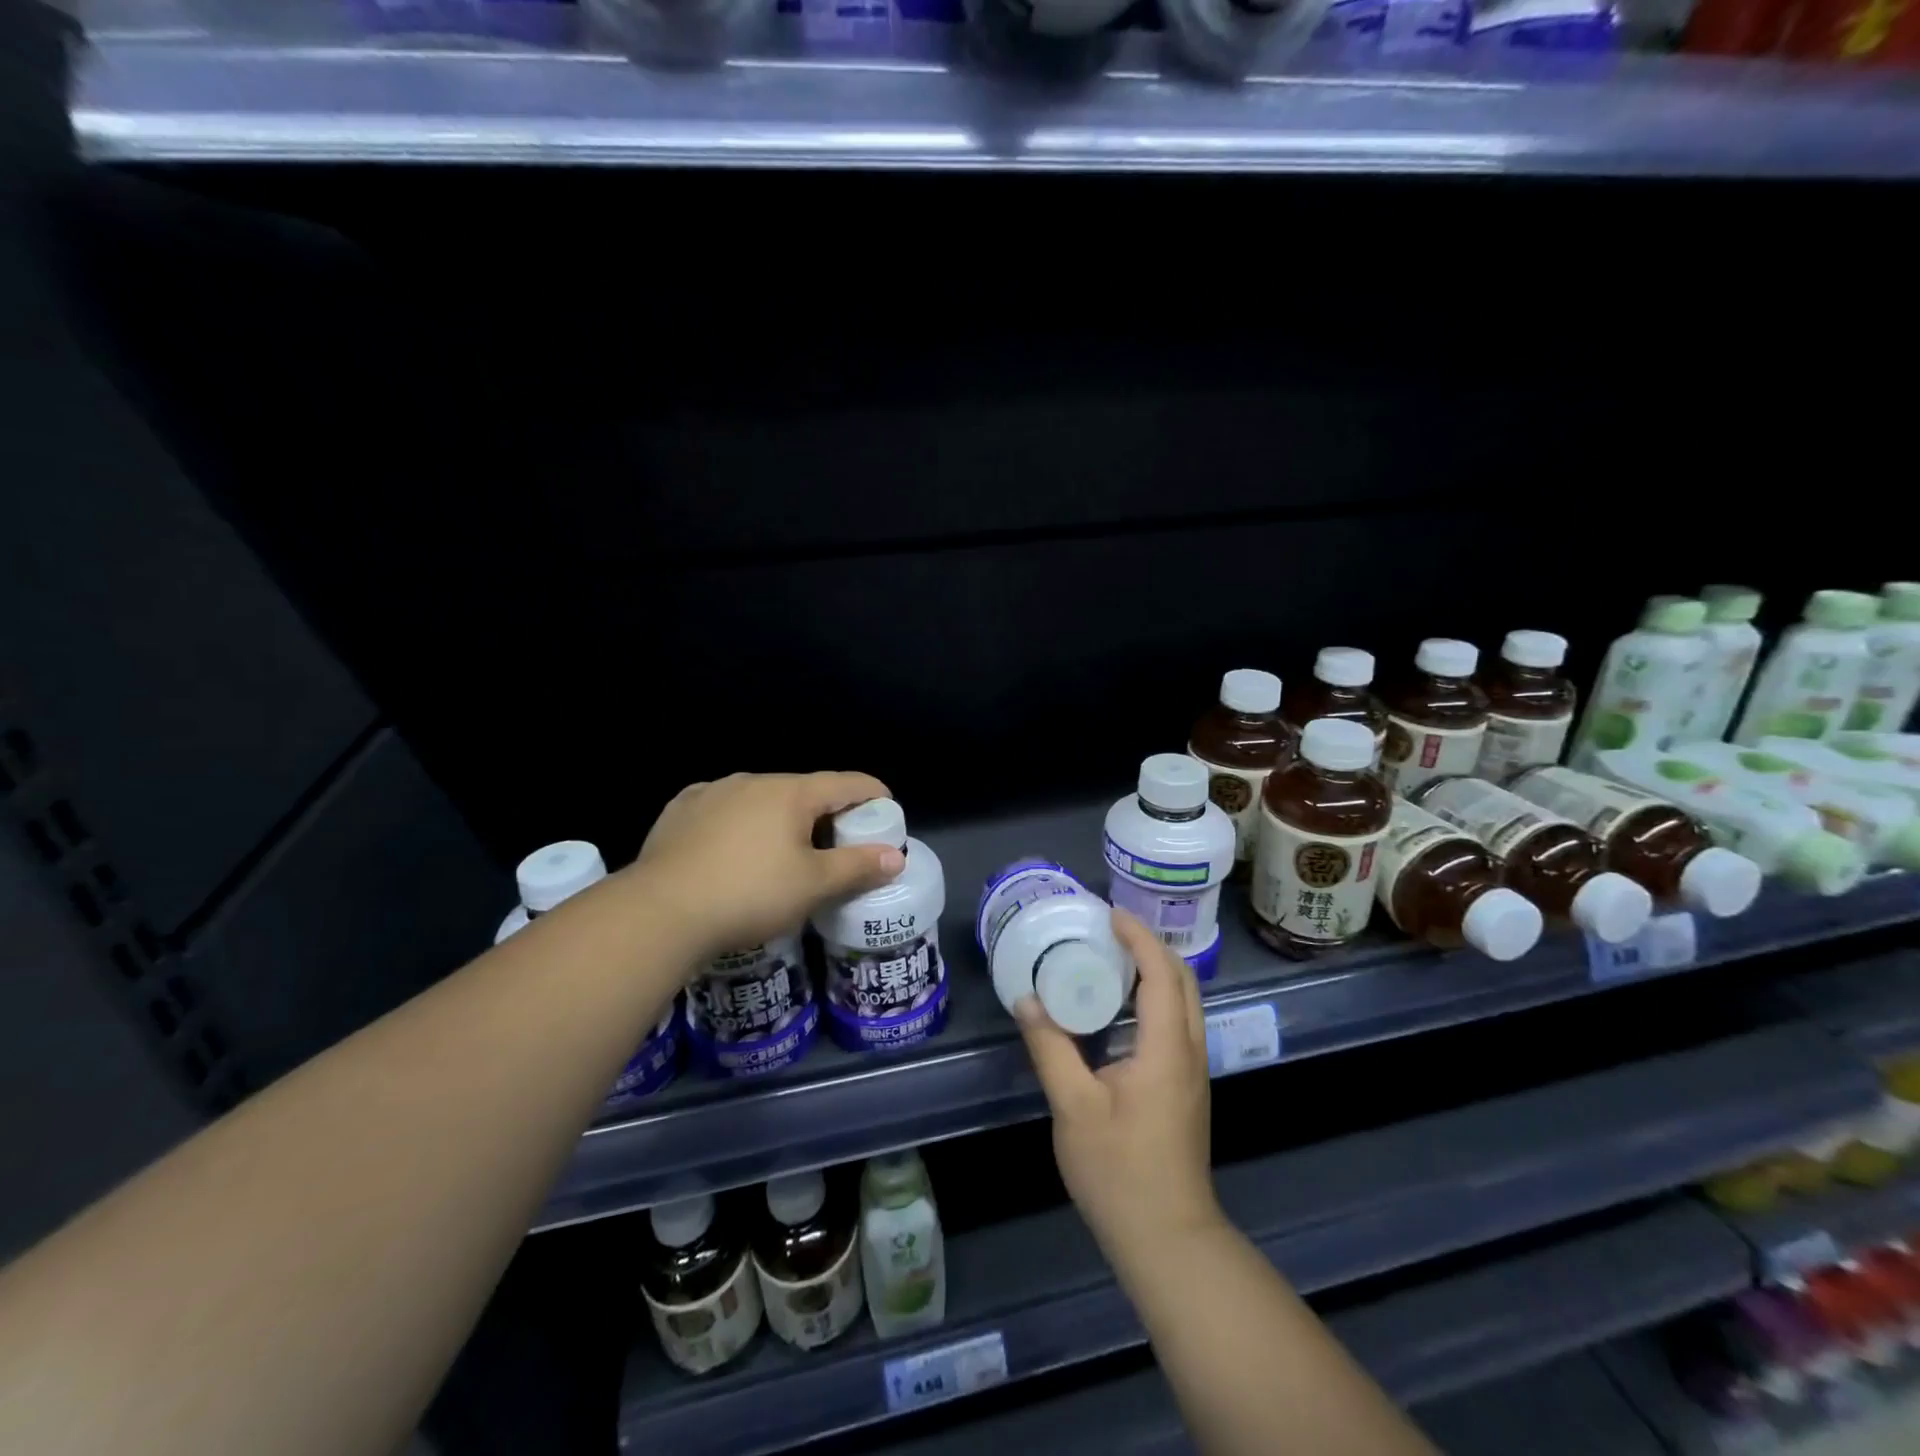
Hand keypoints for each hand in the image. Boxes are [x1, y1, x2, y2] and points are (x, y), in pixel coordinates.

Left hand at [633, 772, 903, 960]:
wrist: (660, 912)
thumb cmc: (750, 894)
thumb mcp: (813, 886)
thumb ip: (857, 866)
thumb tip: (895, 856)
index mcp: (791, 792)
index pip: (846, 783)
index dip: (873, 794)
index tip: (887, 810)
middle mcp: (753, 780)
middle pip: (804, 790)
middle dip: (826, 812)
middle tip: (837, 844)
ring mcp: (712, 791)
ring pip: (761, 798)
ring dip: (781, 817)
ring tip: (783, 850)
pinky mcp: (680, 810)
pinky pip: (724, 808)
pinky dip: (741, 822)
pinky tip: (735, 847)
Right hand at [1016, 910, 1223, 1265]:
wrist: (1168, 1239)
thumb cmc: (1120, 1171)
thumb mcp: (1073, 1107)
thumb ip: (1050, 1048)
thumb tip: (1026, 1000)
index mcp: (1166, 1049)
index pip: (1161, 973)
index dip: (1138, 937)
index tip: (1109, 914)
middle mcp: (1189, 1051)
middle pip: (1182, 980)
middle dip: (1150, 946)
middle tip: (1109, 929)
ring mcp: (1192, 1072)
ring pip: (1184, 1002)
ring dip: (1155, 970)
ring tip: (1111, 958)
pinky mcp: (1185, 1088)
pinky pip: (1176, 1023)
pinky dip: (1154, 998)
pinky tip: (1118, 1009)